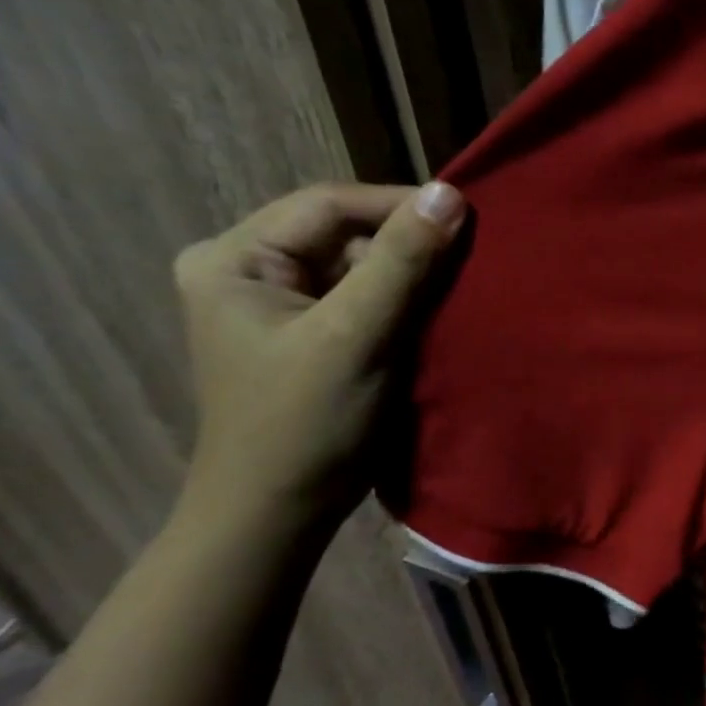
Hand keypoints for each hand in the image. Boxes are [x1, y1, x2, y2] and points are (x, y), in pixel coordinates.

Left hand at [173, 181, 467, 531]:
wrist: (280, 512)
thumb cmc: (306, 423)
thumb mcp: (356, 335)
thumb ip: (402, 262)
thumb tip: (451, 194)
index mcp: (234, 259)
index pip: (328, 206)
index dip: (399, 206)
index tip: (469, 219)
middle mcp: (249, 270)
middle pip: (344, 234)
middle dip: (408, 245)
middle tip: (472, 258)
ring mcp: (279, 305)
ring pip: (359, 267)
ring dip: (411, 277)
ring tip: (463, 287)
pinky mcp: (308, 334)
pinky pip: (363, 299)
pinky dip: (403, 304)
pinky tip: (437, 315)